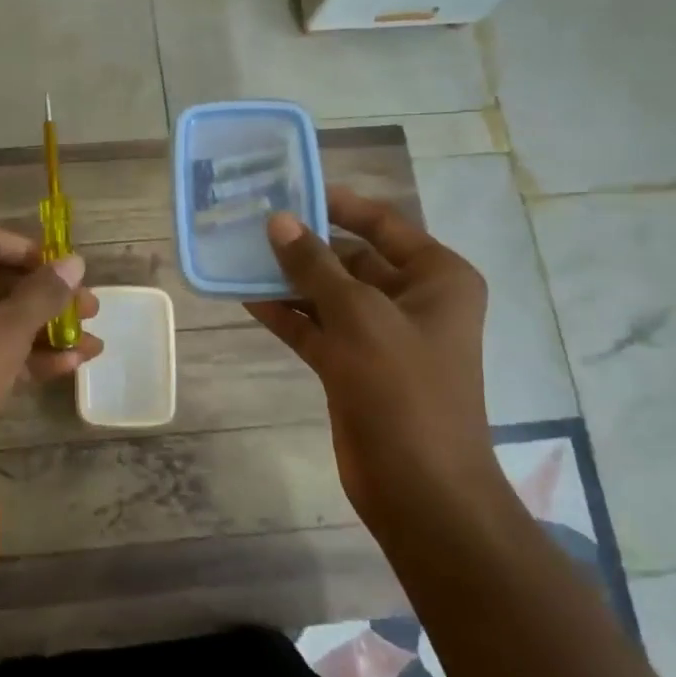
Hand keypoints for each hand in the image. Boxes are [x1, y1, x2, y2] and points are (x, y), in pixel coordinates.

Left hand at [0, 225, 98, 500]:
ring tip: (94, 343)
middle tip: (92, 309)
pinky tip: (70, 367)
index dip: (32, 252)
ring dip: (44, 331)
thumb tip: (74, 260)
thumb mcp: (2, 333)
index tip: (71, 271)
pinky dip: (25, 357)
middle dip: (46, 296)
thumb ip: (41, 294)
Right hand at [245, 186, 494, 531]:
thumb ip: (314, 266)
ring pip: (328, 295)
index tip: (290, 189)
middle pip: (351, 258)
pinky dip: (287, 315)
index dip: (337, 205)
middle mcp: (412, 300)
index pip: (382, 224)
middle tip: (251, 224)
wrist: (419, 487)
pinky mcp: (353, 366)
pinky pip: (316, 329)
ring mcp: (381, 336)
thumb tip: (278, 221)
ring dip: (289, 280)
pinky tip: (247, 298)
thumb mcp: (358, 316)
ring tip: (239, 256)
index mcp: (436, 277)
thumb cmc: (403, 388)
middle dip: (305, 244)